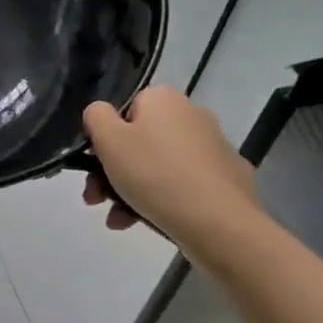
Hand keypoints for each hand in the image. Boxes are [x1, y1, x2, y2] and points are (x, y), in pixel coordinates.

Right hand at [82, 87, 262, 262]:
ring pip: (159, 166)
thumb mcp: (109, 141)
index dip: (104, 140)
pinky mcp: (229, 179)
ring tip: (119, 221)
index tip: (93, 169)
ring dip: (132, 191)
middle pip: (140, 141)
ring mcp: (215, 147)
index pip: (124, 111)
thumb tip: (101, 113)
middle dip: (113, 172)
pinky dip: (164, 199)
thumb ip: (96, 117)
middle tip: (98, 200)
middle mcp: (192, 114)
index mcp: (164, 99)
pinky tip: (150, 223)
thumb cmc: (155, 174)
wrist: (220, 223)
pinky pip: (185, 184)